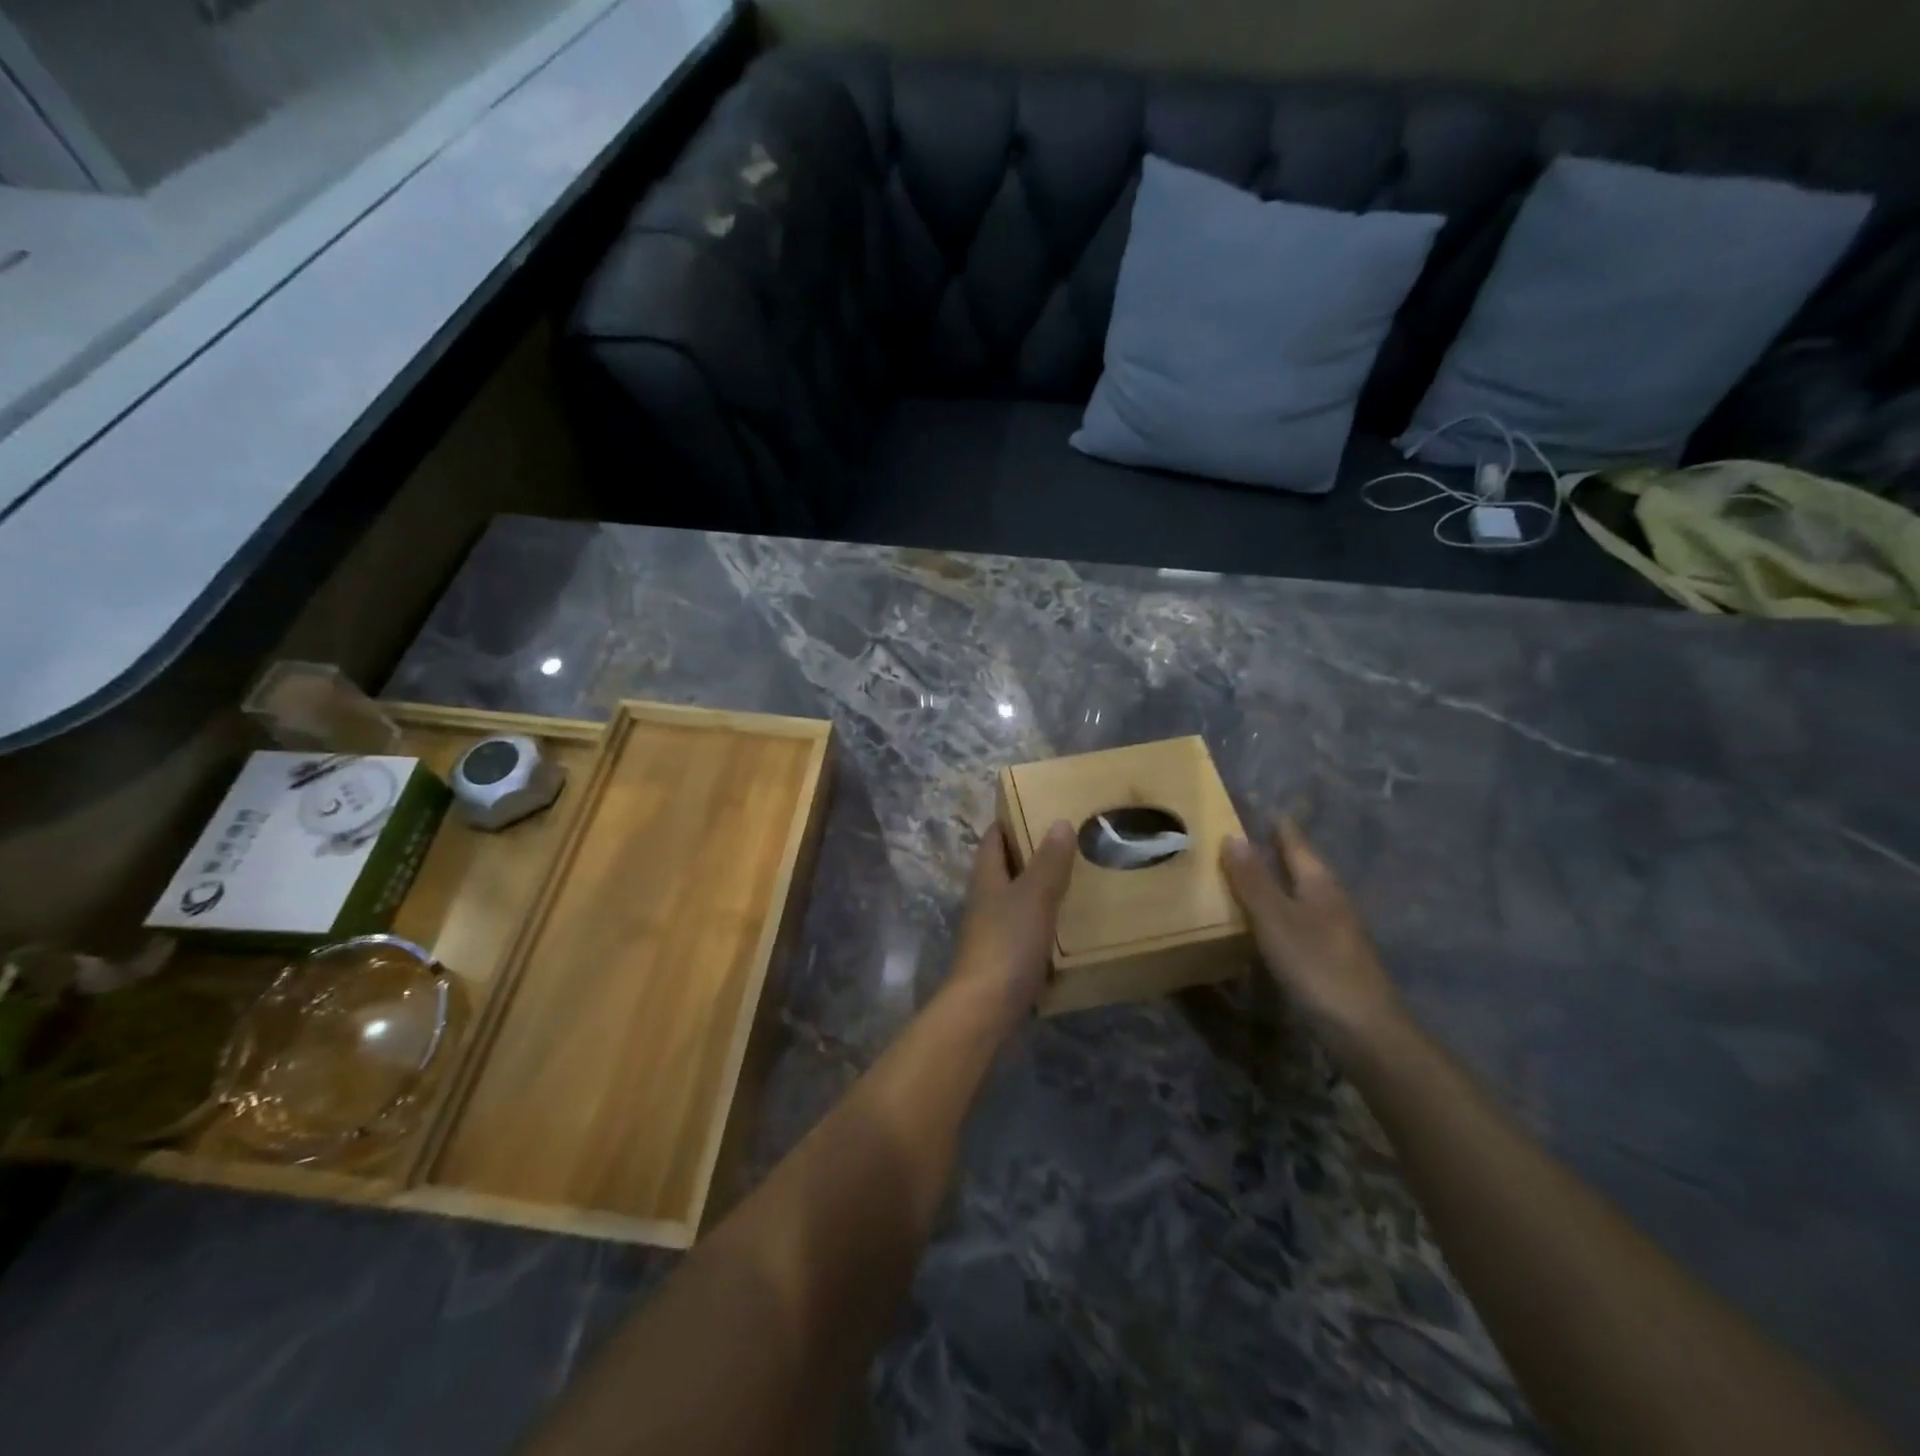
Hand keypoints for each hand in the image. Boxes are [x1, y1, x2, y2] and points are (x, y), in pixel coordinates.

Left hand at [947, 820, 1075, 1020]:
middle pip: (1007, 868)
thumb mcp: (1033, 896)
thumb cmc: (1006, 943)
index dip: (1011, 820)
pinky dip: (1047, 922)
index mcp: (987, 877)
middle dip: (1034, 854)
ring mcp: (994, 931)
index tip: (1040, 807)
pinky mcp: (1006, 959)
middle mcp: (986, 900)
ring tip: (1079, 878)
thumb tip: (1059, 822)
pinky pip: (1029, 930)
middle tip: (1072, 842)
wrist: (986, 1009)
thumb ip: (1048, 862)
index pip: (994, 837)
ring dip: (1043, 889)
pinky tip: (1072, 924)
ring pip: (1019, 900)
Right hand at [1221, 819, 1405, 1063]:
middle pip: (1302, 867)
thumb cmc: (1316, 965)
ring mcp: (1335, 930)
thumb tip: (1232, 835)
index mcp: (1318, 883)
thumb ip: (1252, 880)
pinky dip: (1281, 911)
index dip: (1279, 826)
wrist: (1364, 1030)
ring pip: (1302, 894)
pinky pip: (1300, 920)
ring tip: (1249, 875)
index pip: (1295, 843)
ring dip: (1278, 882)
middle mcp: (1331, 900)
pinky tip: (1267, 923)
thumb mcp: (1275, 919)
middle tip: (1246, 837)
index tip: (1262, 807)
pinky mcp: (1332, 957)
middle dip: (1278, 851)